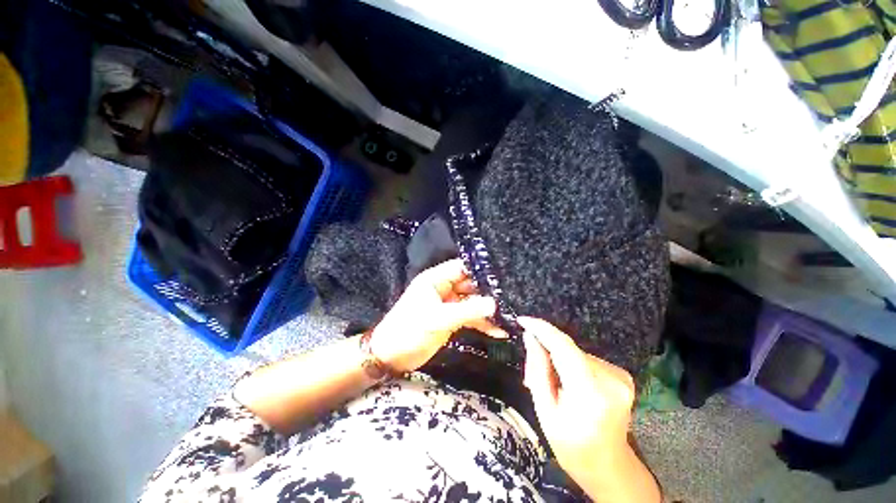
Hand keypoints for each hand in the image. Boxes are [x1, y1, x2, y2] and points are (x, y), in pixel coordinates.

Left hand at [370, 259, 507, 373]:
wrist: (392, 357)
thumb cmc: (409, 330)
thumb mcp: (438, 319)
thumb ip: (467, 311)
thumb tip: (494, 304)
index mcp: (435, 279)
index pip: (461, 268)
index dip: (479, 270)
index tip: (501, 275)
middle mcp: (444, 289)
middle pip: (470, 285)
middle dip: (488, 292)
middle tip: (511, 297)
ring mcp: (448, 305)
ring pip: (472, 303)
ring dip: (488, 310)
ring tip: (509, 316)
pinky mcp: (451, 320)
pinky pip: (470, 318)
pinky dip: (482, 324)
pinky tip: (499, 331)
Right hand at [520, 317, 646, 498]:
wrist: (609, 467)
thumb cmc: (572, 446)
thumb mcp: (545, 411)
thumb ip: (537, 370)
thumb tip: (530, 337)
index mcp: (590, 394)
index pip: (564, 347)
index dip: (542, 329)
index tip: (523, 320)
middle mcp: (611, 380)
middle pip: (569, 350)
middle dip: (547, 351)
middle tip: (533, 369)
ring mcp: (621, 378)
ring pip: (576, 353)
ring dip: (560, 359)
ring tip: (553, 383)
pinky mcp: (623, 375)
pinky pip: (586, 359)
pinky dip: (572, 364)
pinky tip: (570, 383)